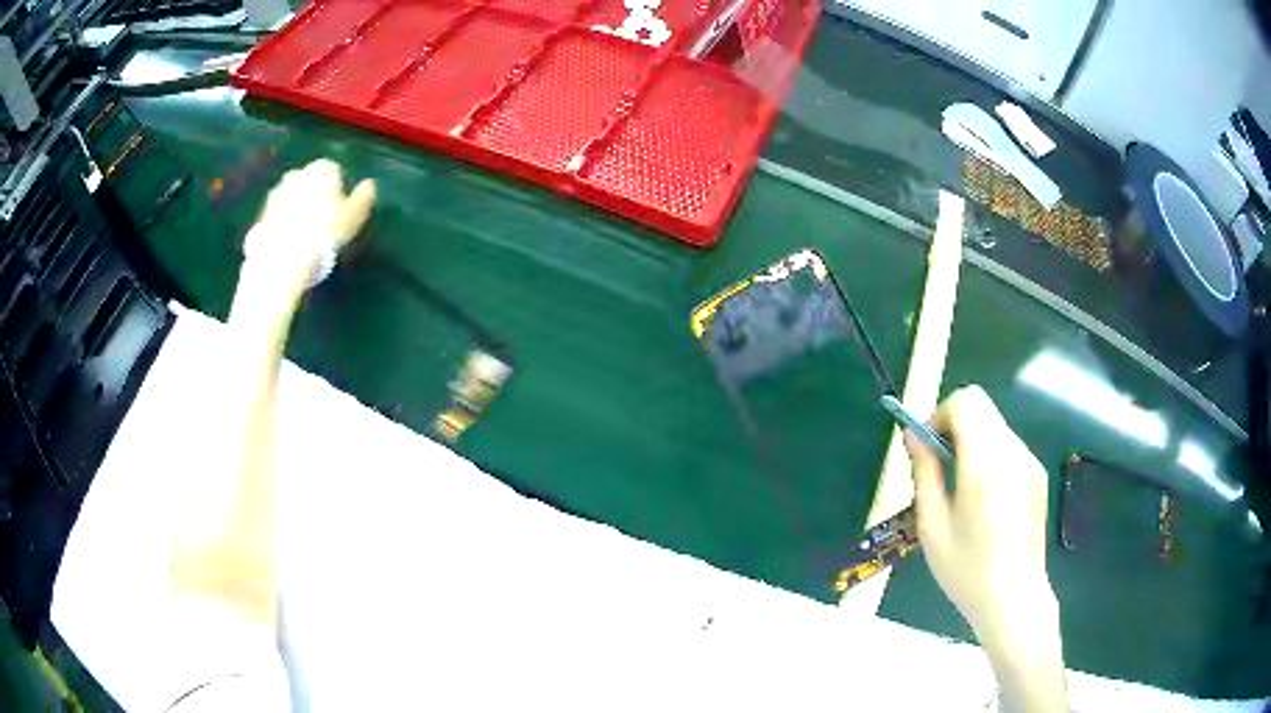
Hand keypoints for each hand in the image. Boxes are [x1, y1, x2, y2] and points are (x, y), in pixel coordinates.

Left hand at [237, 159, 375, 313]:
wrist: (281, 258)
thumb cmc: (324, 233)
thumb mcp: (354, 216)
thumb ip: (364, 196)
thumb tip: (369, 185)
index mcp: (323, 168)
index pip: (336, 172)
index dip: (339, 192)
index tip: (340, 212)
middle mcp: (299, 172)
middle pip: (312, 182)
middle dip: (316, 197)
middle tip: (322, 224)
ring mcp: (277, 191)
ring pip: (294, 197)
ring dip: (298, 209)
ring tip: (304, 236)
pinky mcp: (262, 211)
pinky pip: (279, 213)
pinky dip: (284, 222)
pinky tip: (289, 242)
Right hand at [905, 386, 1055, 644]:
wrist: (1014, 597)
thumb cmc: (967, 570)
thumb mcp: (932, 526)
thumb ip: (924, 472)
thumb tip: (913, 435)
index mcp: (984, 464)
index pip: (965, 402)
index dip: (939, 414)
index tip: (927, 447)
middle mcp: (1011, 453)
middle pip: (980, 406)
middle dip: (953, 424)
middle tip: (939, 463)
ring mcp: (1028, 462)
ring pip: (994, 424)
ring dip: (971, 439)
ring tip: (959, 485)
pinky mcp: (1036, 474)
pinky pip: (1007, 445)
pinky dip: (988, 454)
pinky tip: (983, 498)